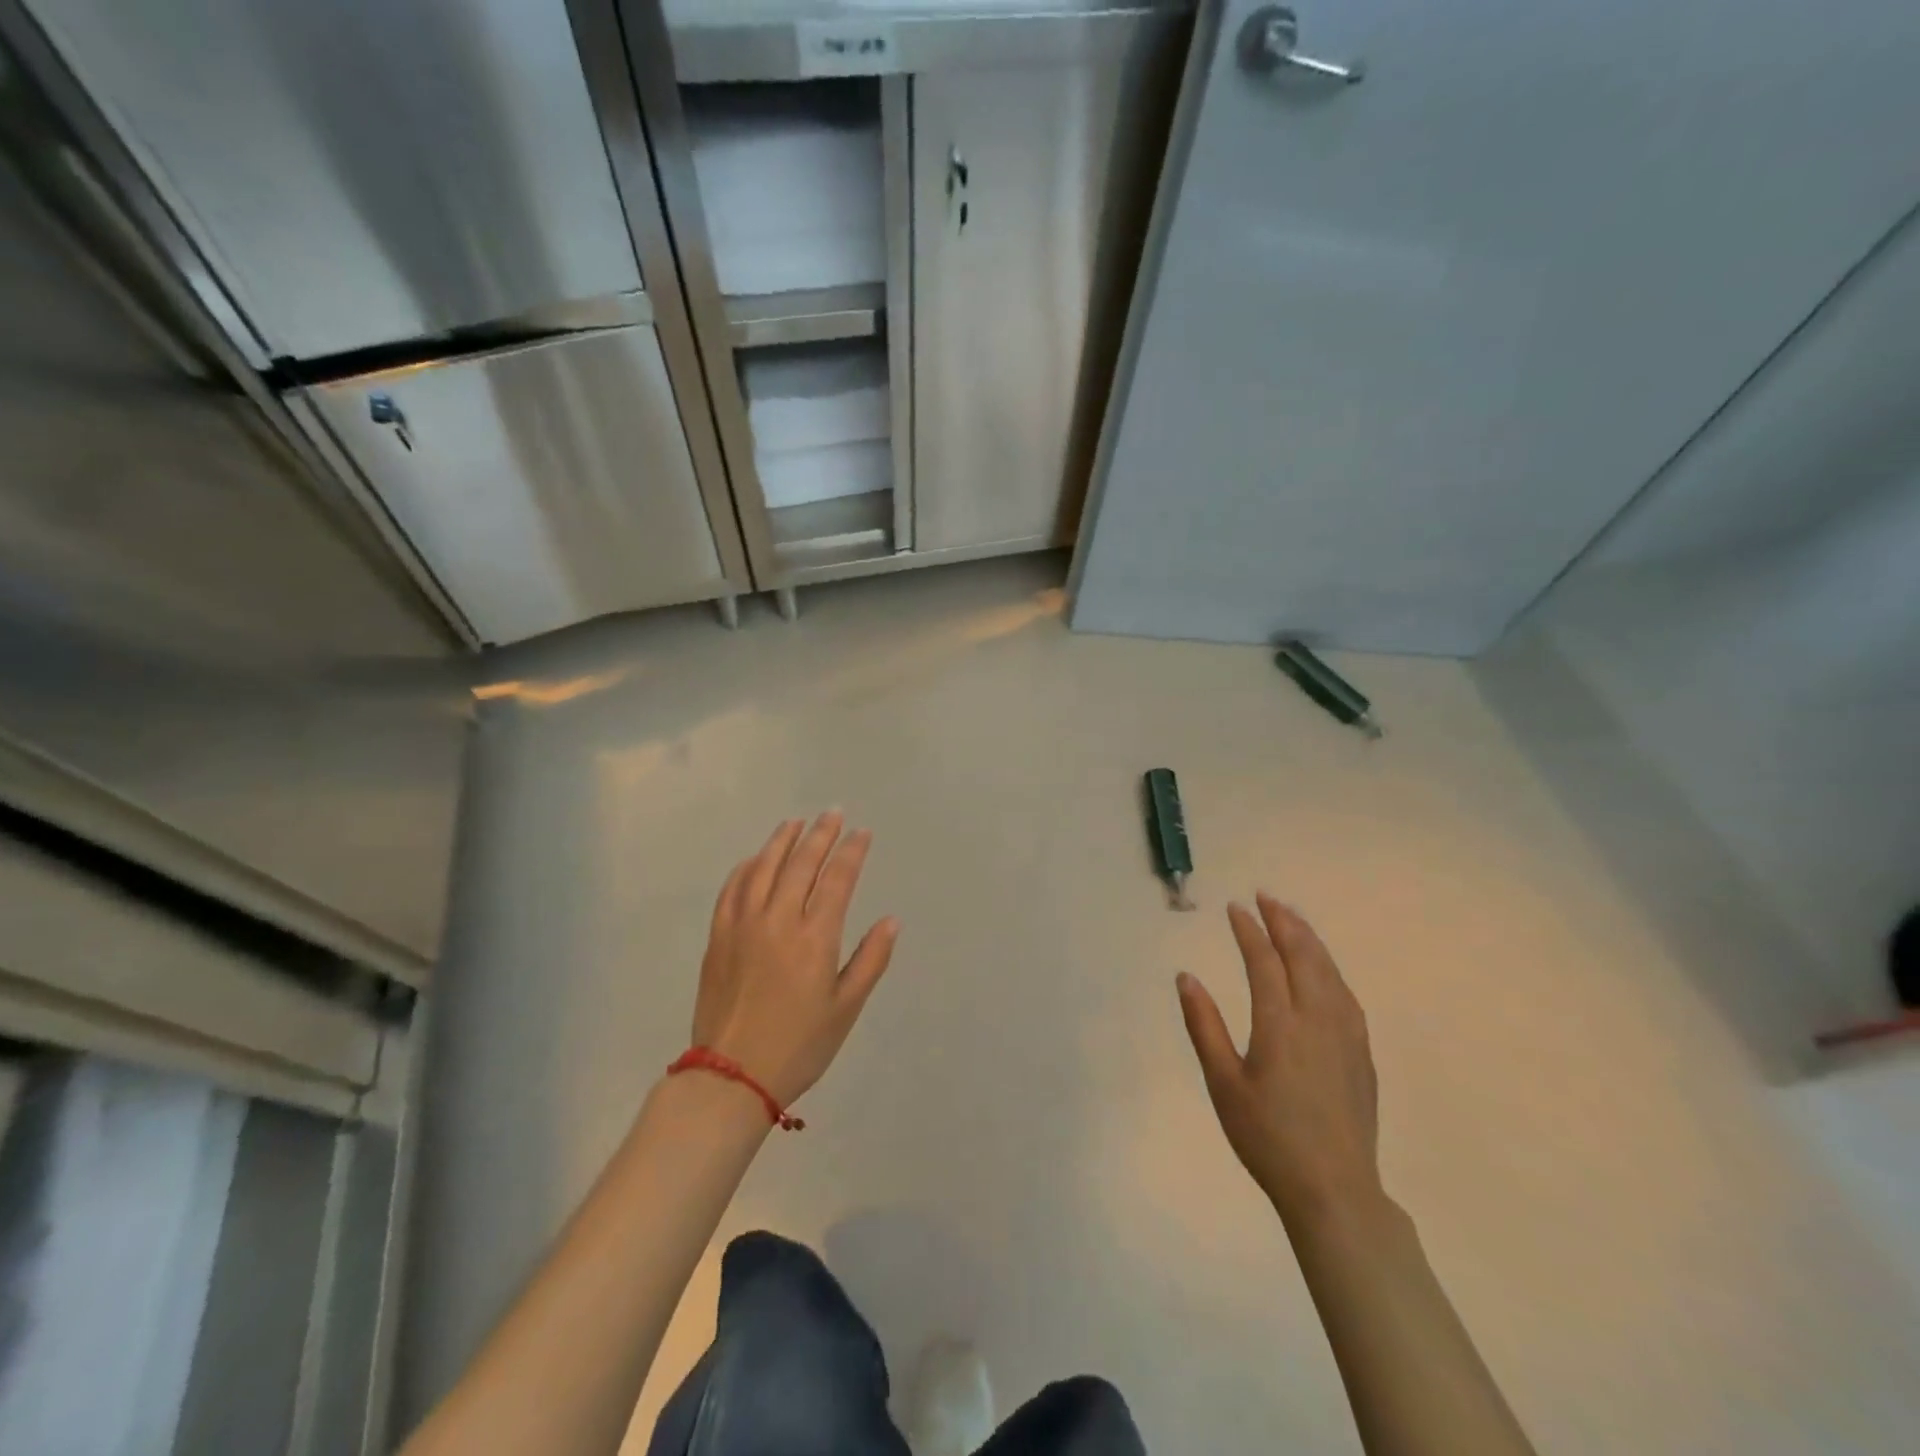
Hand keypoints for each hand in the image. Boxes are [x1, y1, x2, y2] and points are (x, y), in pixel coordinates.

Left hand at [692, 812, 900, 1106]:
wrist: (731, 1076)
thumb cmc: (799, 1045)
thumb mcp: (846, 1009)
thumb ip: (870, 960)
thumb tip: (891, 920)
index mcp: (815, 938)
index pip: (838, 879)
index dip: (852, 852)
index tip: (863, 833)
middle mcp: (779, 920)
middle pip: (802, 863)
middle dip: (821, 834)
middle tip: (834, 813)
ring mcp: (743, 925)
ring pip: (764, 868)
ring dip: (782, 840)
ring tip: (796, 822)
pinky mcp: (718, 937)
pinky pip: (732, 889)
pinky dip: (746, 867)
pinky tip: (756, 858)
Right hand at [1178, 894, 1381, 1226]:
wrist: (1334, 1189)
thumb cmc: (1267, 1136)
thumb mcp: (1223, 1083)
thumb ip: (1204, 1026)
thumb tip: (1186, 977)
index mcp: (1280, 1024)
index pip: (1264, 962)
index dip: (1249, 931)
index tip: (1235, 908)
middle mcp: (1317, 1019)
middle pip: (1303, 956)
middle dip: (1284, 922)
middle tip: (1266, 897)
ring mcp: (1346, 1035)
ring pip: (1329, 971)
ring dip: (1310, 939)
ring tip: (1293, 918)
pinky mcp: (1361, 1053)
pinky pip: (1346, 994)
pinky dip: (1330, 968)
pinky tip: (1324, 968)